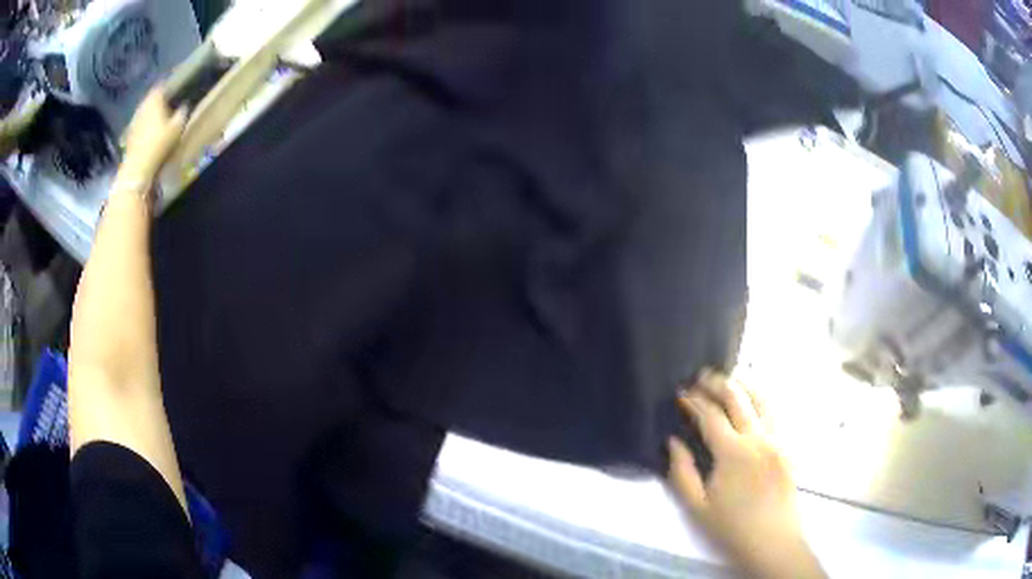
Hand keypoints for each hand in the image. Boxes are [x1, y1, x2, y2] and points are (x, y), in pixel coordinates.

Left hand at [120, 87, 186, 180]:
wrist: (138, 166)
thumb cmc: (159, 143)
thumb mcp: (177, 128)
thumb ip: (181, 113)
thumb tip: (184, 106)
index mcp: (154, 100)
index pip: (160, 87)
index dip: (166, 87)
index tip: (172, 89)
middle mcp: (142, 107)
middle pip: (150, 99)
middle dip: (156, 101)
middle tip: (165, 105)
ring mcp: (134, 121)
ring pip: (143, 112)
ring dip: (149, 114)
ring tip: (156, 119)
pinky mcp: (129, 135)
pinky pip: (138, 125)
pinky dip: (143, 126)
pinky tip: (147, 133)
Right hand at [668, 371, 823, 578]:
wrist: (772, 541)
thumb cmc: (731, 527)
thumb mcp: (697, 506)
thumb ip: (682, 471)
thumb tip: (673, 441)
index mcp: (733, 453)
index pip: (711, 415)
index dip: (694, 401)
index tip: (681, 393)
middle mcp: (758, 438)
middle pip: (738, 398)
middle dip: (718, 383)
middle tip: (701, 376)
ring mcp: (777, 439)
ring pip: (762, 399)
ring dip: (743, 385)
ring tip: (728, 380)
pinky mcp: (787, 446)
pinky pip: (774, 413)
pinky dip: (760, 400)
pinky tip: (751, 402)